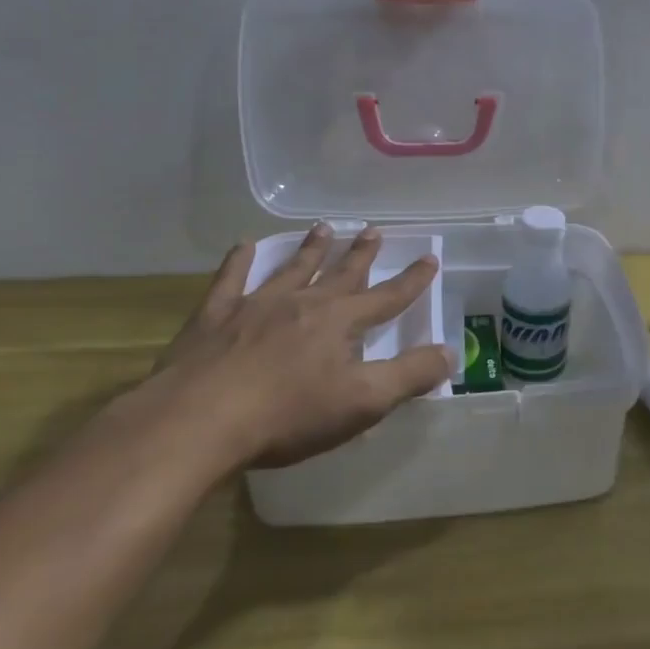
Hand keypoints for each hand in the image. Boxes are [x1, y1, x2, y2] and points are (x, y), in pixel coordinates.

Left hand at [113, 224, 449, 476]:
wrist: (199, 420)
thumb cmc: (288, 415)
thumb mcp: (363, 402)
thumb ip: (409, 375)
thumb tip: (449, 352)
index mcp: (340, 322)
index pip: (387, 296)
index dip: (412, 280)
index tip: (429, 257)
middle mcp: (302, 302)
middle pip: (340, 273)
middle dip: (361, 253)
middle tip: (373, 229)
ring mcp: (256, 305)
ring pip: (292, 268)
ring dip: (311, 249)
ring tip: (324, 228)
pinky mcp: (215, 317)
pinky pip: (231, 279)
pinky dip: (239, 261)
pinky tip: (244, 245)